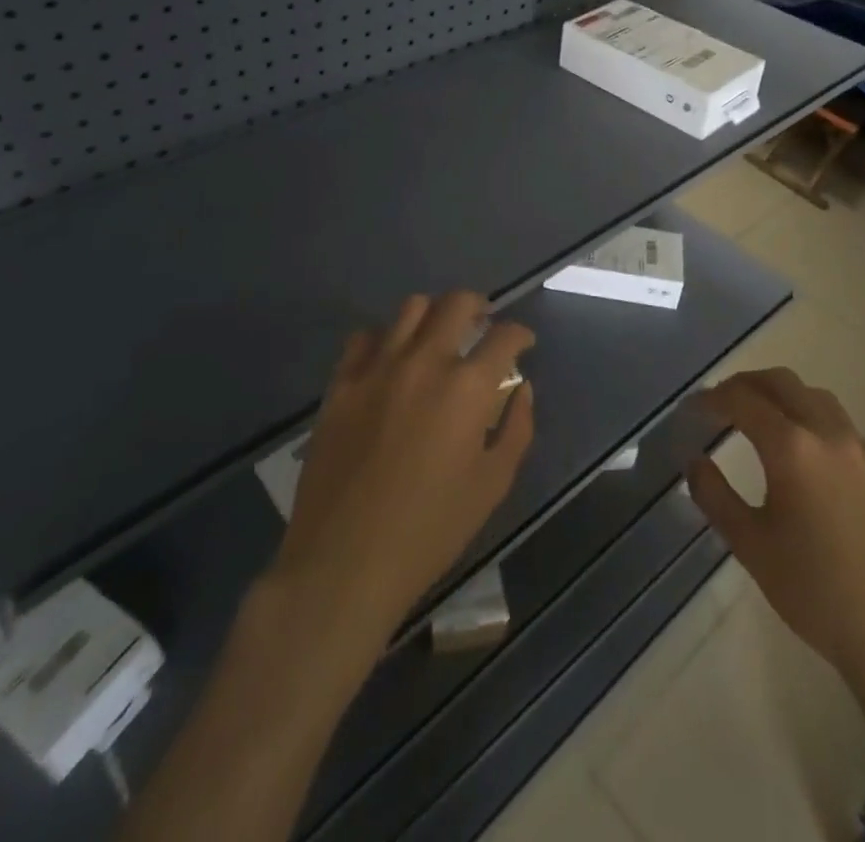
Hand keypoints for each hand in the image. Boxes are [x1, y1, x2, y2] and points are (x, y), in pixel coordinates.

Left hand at [271, 292, 535, 651]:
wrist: (345, 562)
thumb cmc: (430, 530)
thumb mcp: (492, 485)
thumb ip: (516, 428)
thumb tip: (522, 389)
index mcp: (467, 388)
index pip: (504, 336)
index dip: (520, 335)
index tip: (523, 343)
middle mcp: (424, 362)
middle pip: (456, 304)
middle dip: (479, 306)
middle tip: (483, 323)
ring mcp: (377, 368)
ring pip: (410, 309)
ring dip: (433, 314)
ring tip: (438, 334)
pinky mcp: (341, 383)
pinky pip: (365, 338)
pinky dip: (385, 338)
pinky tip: (390, 358)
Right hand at [686, 368, 864, 698]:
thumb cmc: (816, 592)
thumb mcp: (751, 546)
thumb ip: (716, 496)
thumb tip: (695, 462)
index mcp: (792, 447)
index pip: (743, 400)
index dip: (712, 398)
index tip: (692, 408)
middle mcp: (827, 434)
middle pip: (782, 382)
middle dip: (746, 384)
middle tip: (720, 403)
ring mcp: (860, 450)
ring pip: (815, 396)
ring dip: (781, 395)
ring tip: (759, 418)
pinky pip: (839, 423)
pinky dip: (811, 417)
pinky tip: (804, 453)